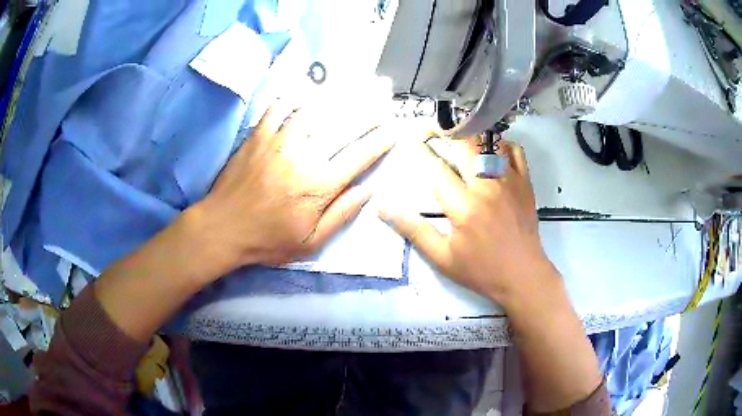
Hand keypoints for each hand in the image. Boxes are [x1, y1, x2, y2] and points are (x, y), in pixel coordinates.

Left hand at [197, 107, 393, 271]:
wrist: (222, 229)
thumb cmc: (268, 240)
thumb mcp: (310, 242)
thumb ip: (341, 215)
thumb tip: (368, 190)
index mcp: (319, 185)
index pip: (359, 157)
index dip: (380, 141)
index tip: (393, 129)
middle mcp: (303, 156)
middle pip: (340, 127)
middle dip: (364, 112)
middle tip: (377, 98)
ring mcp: (277, 142)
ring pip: (309, 111)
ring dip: (328, 102)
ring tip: (339, 93)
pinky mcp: (256, 137)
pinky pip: (275, 109)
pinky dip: (288, 101)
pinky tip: (295, 98)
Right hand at [379, 139, 555, 308]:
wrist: (523, 276)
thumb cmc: (481, 270)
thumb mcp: (441, 257)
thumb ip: (413, 230)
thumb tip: (383, 207)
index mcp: (463, 206)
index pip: (436, 168)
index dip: (421, 152)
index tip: (410, 139)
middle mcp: (486, 186)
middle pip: (463, 146)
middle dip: (442, 132)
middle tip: (430, 128)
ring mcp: (509, 181)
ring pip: (489, 143)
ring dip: (471, 134)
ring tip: (457, 132)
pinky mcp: (525, 183)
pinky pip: (514, 151)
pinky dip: (501, 144)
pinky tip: (490, 150)